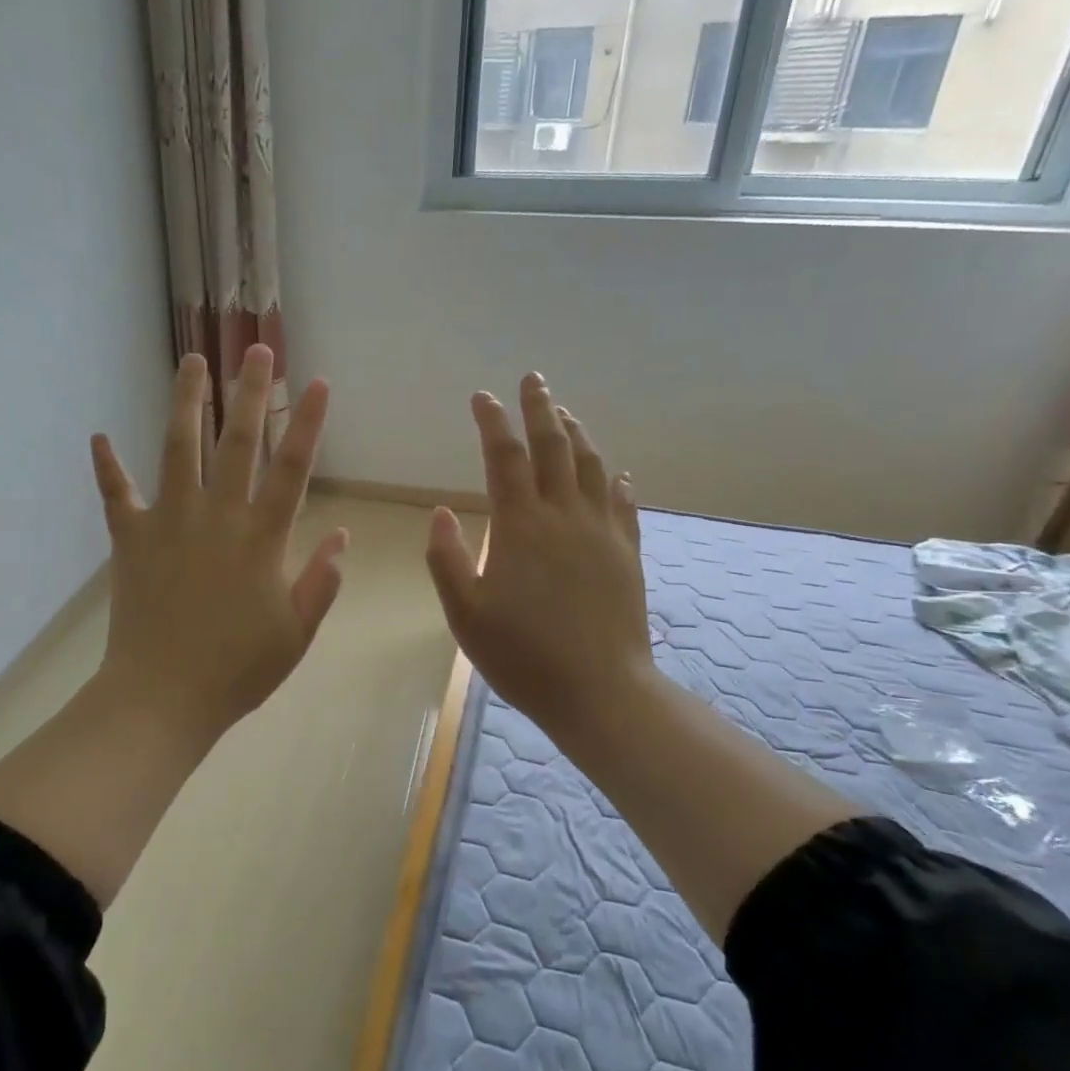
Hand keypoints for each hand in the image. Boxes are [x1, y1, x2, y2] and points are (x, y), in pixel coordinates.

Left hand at [89, 344, 347, 752]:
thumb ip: (320, 582)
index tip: (318, 383)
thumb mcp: (295, 633)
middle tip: (256, 350)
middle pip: (236, 442)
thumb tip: (341, 537)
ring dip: (186, 402)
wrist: (162, 697)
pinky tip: (99, 436)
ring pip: (178, 449)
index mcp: (261, 539)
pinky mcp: (130, 539)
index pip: (292, 469)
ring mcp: (169, 522)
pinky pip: (116, 495)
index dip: (308, 423)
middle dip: (251, 393)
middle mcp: (216, 517)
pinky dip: (107, 467)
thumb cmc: (237, 670)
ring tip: (191, 361)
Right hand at [425, 373, 651, 754]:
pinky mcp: (627, 554)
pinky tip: (615, 474)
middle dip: (540, 409)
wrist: (599, 691)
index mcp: (521, 527)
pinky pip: (623, 505)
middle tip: (533, 379)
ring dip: (577, 435)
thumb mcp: (465, 613)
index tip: (482, 397)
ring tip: (565, 414)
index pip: (505, 458)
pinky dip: (615, 481)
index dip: (493, 423)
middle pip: (554, 447)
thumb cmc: (522, 656)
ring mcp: (602, 533)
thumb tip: (442, 511)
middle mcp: (564, 517)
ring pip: (591, 467)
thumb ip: (447, 559)